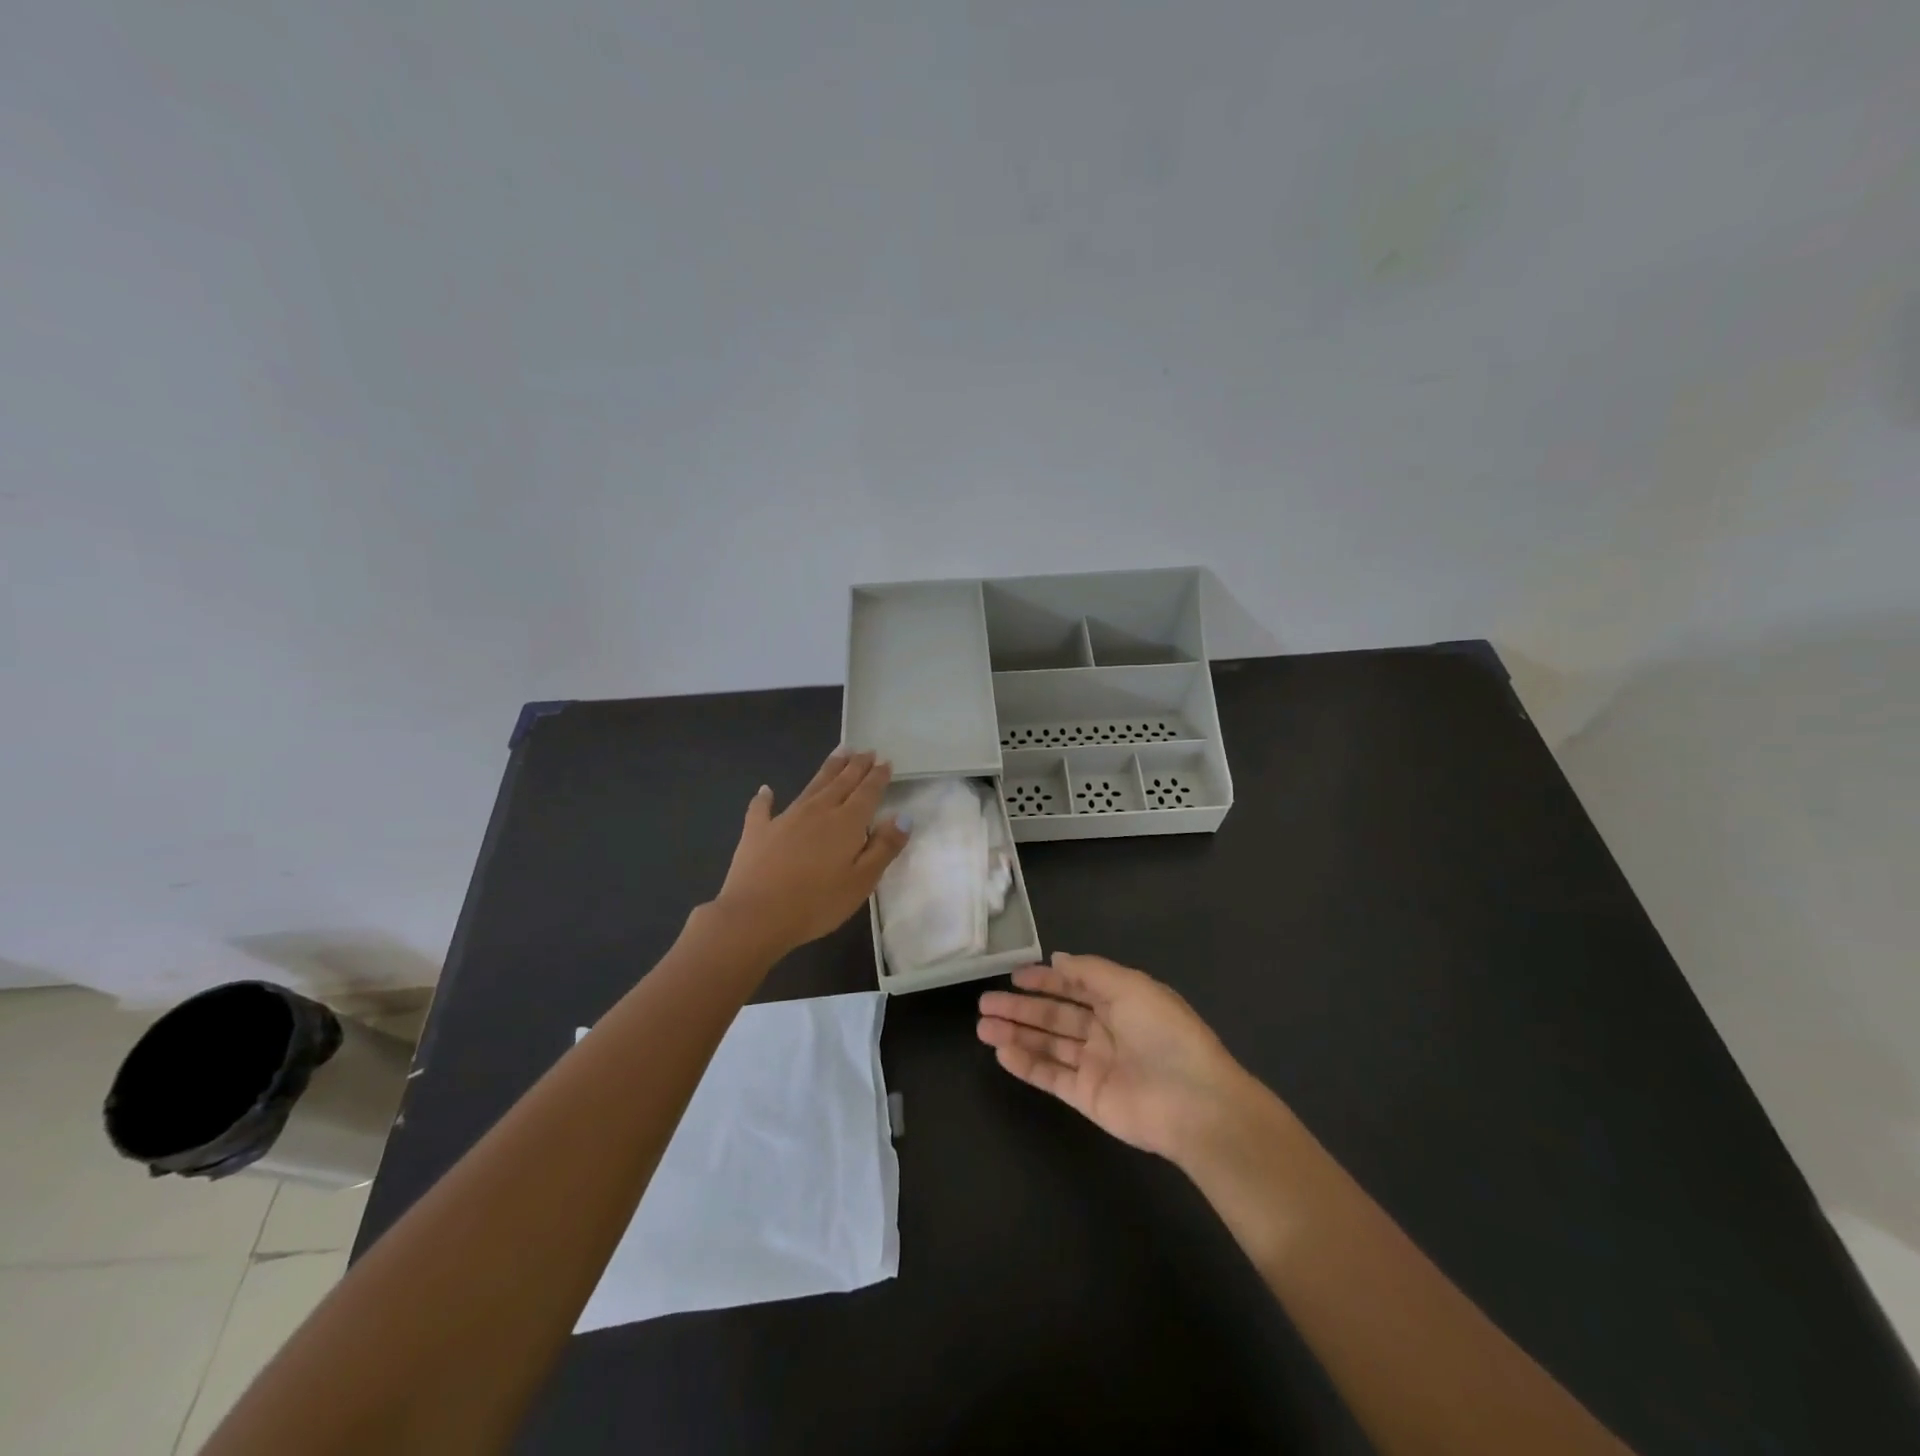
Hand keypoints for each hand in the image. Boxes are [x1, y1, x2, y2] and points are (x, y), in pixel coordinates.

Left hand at [713, 750, 909, 955]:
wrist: (756, 915)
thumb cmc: (817, 903)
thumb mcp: (862, 881)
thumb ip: (884, 847)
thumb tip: (903, 816)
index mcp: (846, 823)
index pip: (867, 792)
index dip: (878, 776)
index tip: (885, 761)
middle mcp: (818, 811)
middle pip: (841, 782)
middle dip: (856, 766)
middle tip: (866, 750)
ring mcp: (785, 818)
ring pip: (812, 786)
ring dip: (828, 769)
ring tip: (839, 753)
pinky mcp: (757, 831)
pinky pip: (762, 808)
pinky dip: (765, 798)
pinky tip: (766, 790)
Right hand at [977, 952, 1247, 1161]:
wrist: (1193, 1102)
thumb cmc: (1164, 1034)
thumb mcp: (1130, 986)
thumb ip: (1090, 971)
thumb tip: (1058, 958)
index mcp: (1120, 1001)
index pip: (1075, 985)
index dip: (1046, 979)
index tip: (1014, 976)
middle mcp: (1105, 1030)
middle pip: (1055, 1016)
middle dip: (1021, 1008)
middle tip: (985, 1003)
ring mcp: (1094, 1065)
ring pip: (1047, 1044)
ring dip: (1016, 1033)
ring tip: (982, 1026)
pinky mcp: (1086, 1097)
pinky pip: (1050, 1076)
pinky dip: (1025, 1064)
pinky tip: (1001, 1051)